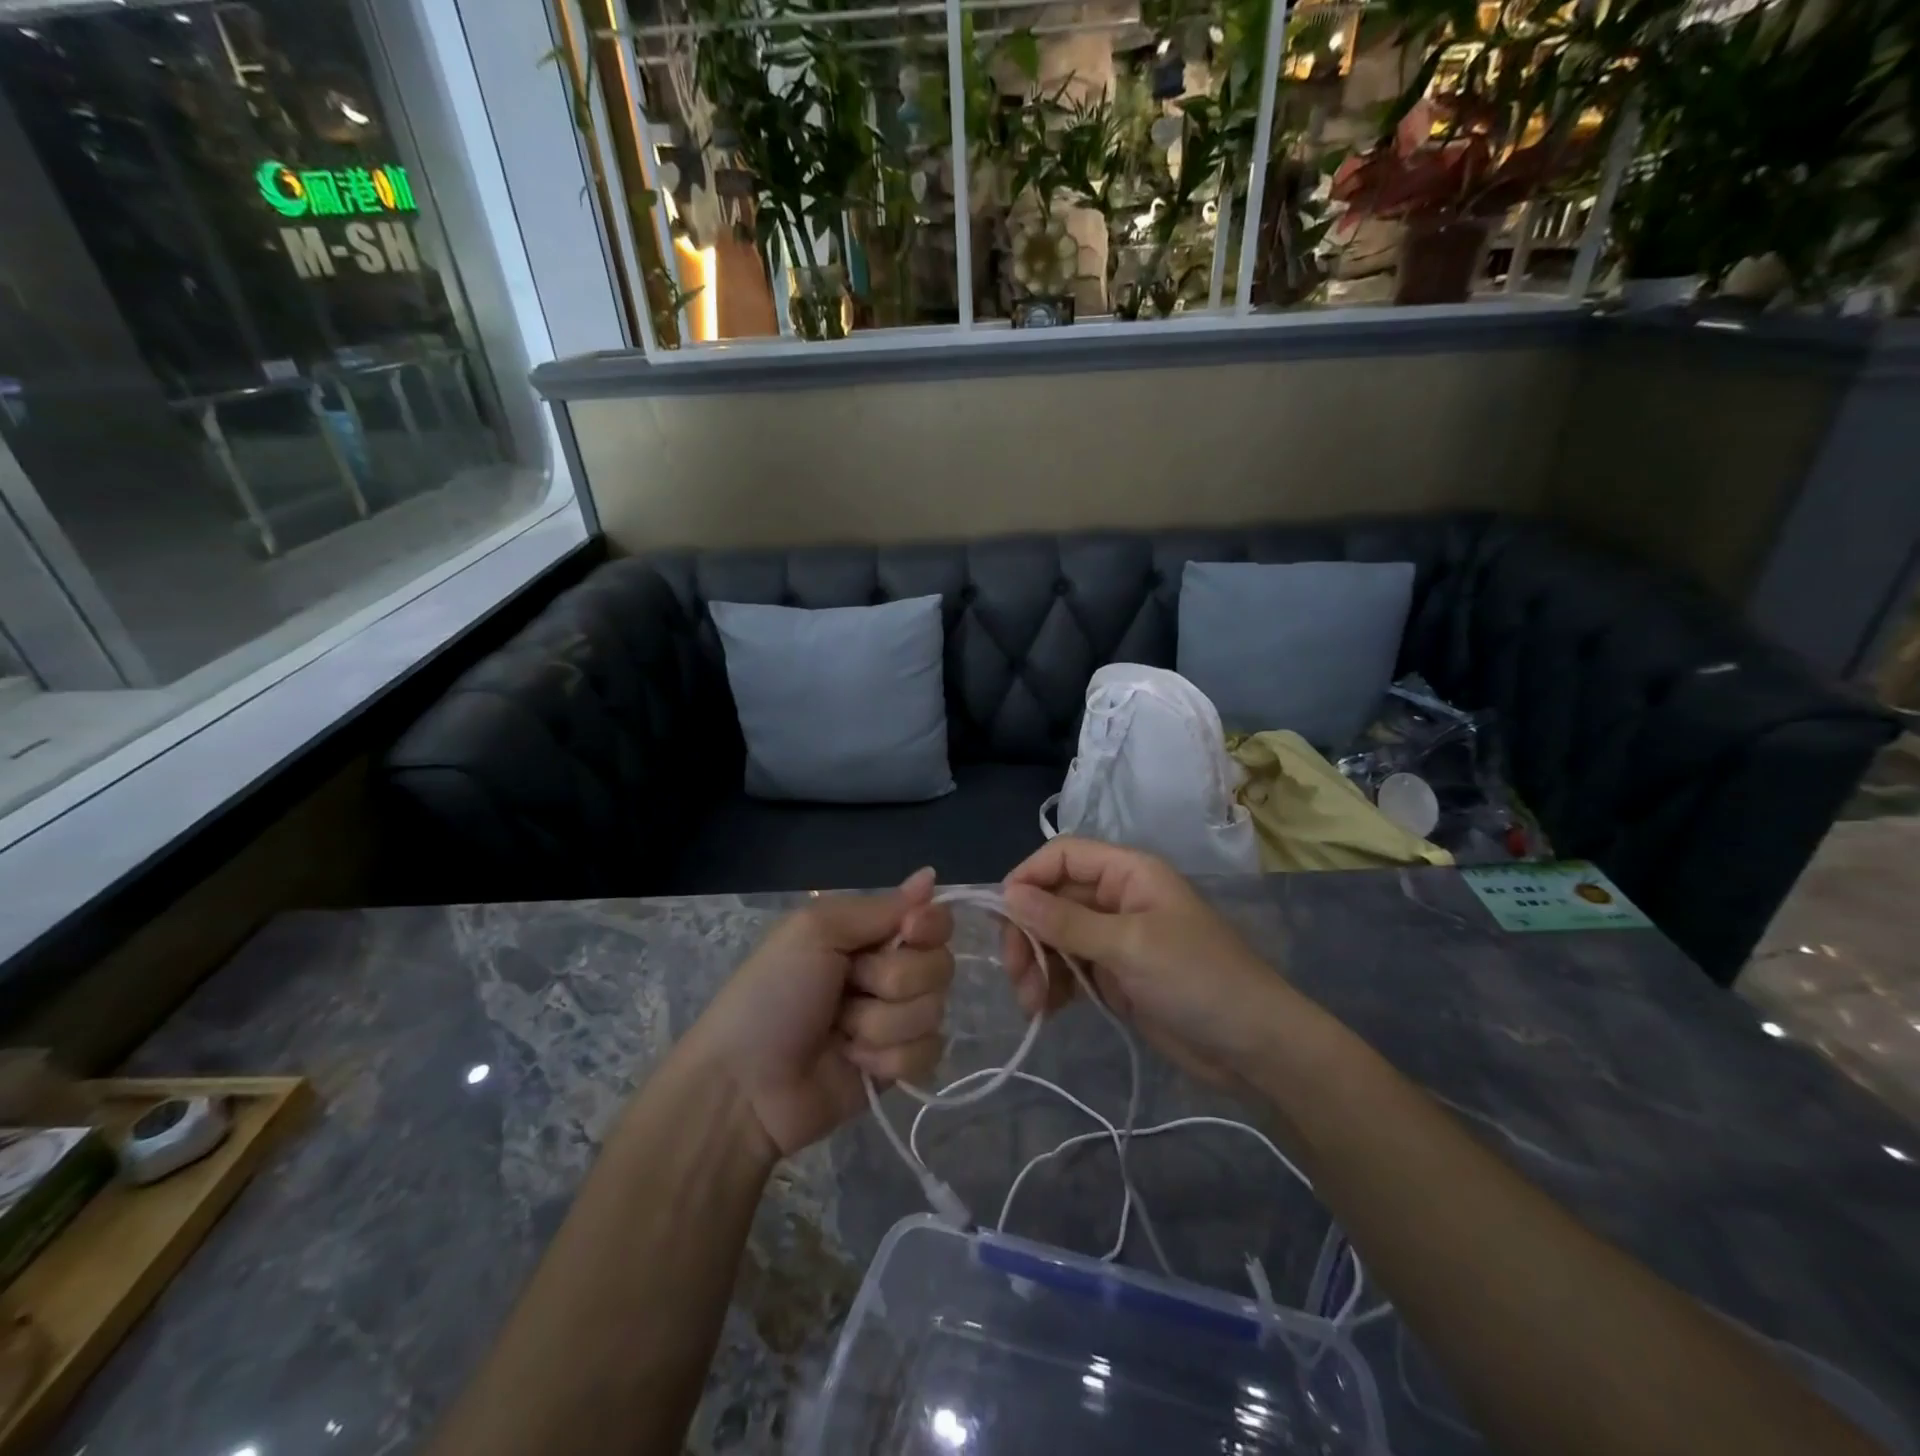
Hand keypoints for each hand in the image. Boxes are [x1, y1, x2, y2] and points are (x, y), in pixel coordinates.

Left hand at [688, 869, 954, 1158]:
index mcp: (868, 933)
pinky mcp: (898, 1066)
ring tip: (840, 1032)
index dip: (931, 925)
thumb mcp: (815, 932)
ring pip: (933, 1010)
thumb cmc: (773, 994)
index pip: (932, 919)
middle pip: (940, 965)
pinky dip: (888, 1059)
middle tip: (849, 987)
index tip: (908, 933)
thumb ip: (879, 907)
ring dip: (881, 1023)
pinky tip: (853, 1062)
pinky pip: (927, 1053)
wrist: (745, 1086)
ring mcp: (895, 1020)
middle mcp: (888, 971)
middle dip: (894, 980)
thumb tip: (930, 875)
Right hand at [1001, 838, 1291, 1086]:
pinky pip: (1070, 969)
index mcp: (1128, 873)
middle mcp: (1118, 898)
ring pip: (1056, 937)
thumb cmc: (1198, 979)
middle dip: (1029, 933)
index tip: (1002, 916)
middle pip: (1053, 899)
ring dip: (1037, 965)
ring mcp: (1115, 939)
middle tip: (1017, 975)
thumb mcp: (1129, 946)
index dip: (1028, 878)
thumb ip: (1066, 921)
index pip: (1063, 856)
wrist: (1254, 1048)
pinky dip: (1053, 986)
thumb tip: (1008, 894)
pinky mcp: (1115, 975)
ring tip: (1032, 1004)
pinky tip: (1046, 1010)